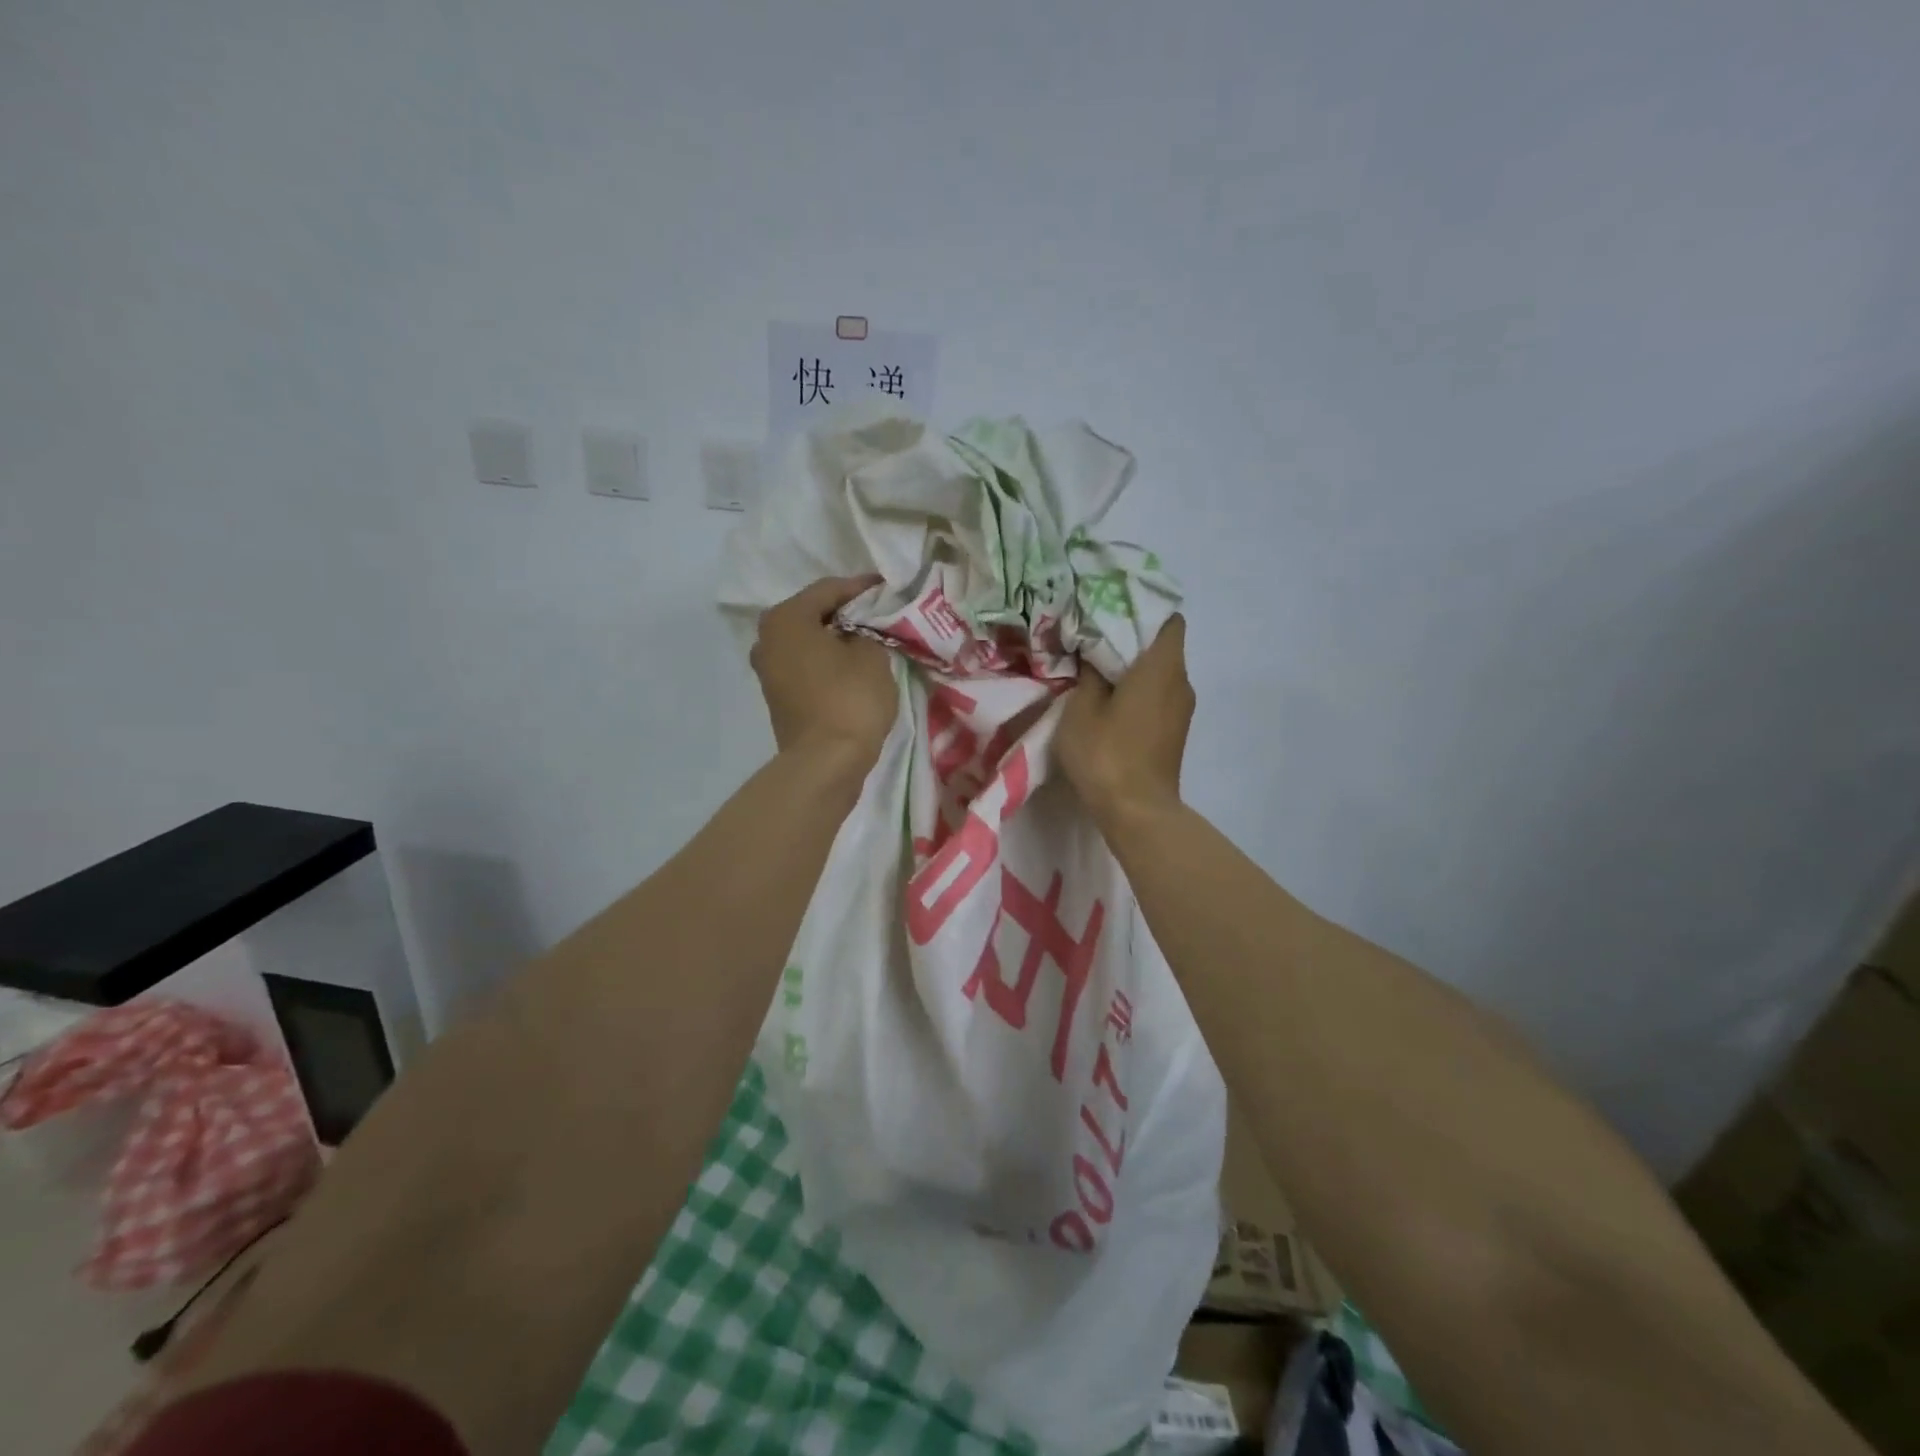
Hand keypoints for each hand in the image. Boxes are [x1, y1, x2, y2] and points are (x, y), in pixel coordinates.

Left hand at [751, 576, 897, 761]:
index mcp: (786, 619)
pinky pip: (805, 665)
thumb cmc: (850, 699)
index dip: (860, 587)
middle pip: (812, 614)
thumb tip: (858, 633)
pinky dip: (826, 660)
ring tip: (867, 639)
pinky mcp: (777, 696)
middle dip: (845, 612)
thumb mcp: (872, 656)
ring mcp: (768, 670)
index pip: (828, 590)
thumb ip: (867, 632)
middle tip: (877, 612)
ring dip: (834, 638)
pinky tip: (850, 665)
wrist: (826, 762)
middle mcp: (767, 639)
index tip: (886, 587)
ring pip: (807, 641)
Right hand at [1056, 614, 1193, 822]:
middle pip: (1164, 646)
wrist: (1137, 811)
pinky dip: (1140, 691)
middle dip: (1132, 640)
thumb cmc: (1107, 753)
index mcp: (1162, 667)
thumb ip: (1088, 673)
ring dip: (1135, 669)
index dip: (1142, 611)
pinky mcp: (1175, 732)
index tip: (1112, 614)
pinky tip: (1111, 702)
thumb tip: (1093, 652)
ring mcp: (1182, 710)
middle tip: (1095, 640)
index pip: (1169, 620)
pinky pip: (1160, 696)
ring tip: (1099, 671)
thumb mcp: (1081, 708)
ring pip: (1161, 673)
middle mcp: (1181, 682)